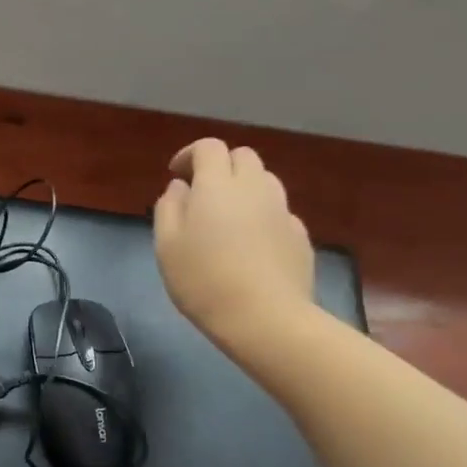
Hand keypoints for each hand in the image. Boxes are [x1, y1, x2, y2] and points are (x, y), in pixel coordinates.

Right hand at [154, 140, 315, 369]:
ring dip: (244, 188)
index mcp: (217, 186)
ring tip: (227, 217)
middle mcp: (254, 188)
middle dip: (221, 165)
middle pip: (243, 156)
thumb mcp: (167, 245)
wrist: (265, 319)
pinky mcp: (300, 236)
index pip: (209, 148)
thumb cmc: (204, 280)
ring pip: (265, 181)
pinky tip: (251, 244)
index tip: (176, 174)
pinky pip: (279, 212)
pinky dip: (262, 215)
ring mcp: (282, 211)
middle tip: (202, 192)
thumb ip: (169, 208)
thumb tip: (180, 187)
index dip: (190, 154)